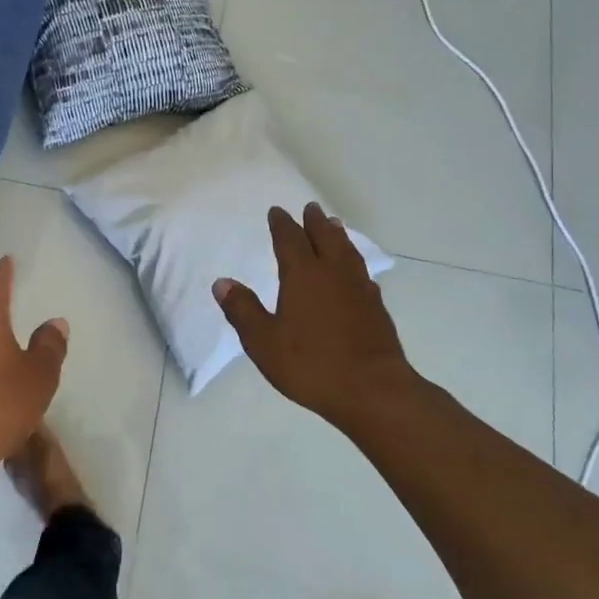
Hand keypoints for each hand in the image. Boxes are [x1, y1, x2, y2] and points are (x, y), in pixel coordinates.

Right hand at [212, 203, 418, 428]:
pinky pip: (362, 272)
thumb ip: (242, 310)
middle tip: (310, 208)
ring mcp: (359, 289)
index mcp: (303, 275)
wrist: (373, 390)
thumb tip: (221, 282)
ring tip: (334, 225)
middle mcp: (333, 273)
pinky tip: (355, 271)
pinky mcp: (376, 307)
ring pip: (347, 251)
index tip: (277, 212)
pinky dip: (354, 261)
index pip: (290, 239)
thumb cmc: (311, 364)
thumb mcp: (263, 342)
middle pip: (324, 237)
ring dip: (338, 235)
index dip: (282, 224)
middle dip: (314, 222)